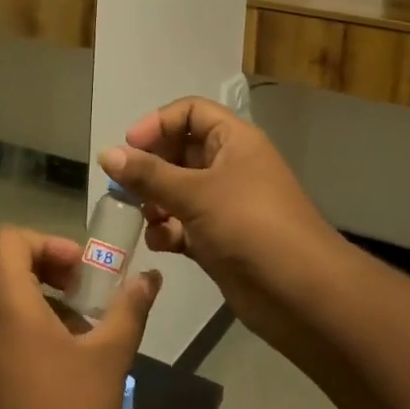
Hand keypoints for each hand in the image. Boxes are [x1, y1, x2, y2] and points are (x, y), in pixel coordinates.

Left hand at [0, 228, 160, 408]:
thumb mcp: (108, 358)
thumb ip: (129, 310)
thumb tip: (150, 278)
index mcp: (6, 301)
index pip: (9, 239)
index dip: (48, 242)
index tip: (80, 270)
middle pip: (4, 265)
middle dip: (46, 268)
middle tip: (83, 293)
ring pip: (1, 299)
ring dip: (38, 299)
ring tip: (79, 329)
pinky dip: (25, 326)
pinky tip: (60, 362)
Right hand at [101, 98, 343, 351]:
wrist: (302, 295)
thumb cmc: (251, 226)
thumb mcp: (196, 194)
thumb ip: (148, 174)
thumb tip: (106, 154)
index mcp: (234, 141)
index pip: (190, 112)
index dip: (159, 123)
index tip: (130, 146)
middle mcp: (230, 166)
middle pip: (180, 151)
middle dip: (151, 167)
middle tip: (125, 185)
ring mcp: (226, 204)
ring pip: (179, 190)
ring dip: (156, 201)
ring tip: (143, 216)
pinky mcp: (221, 239)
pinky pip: (184, 224)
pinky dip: (168, 230)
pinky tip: (160, 243)